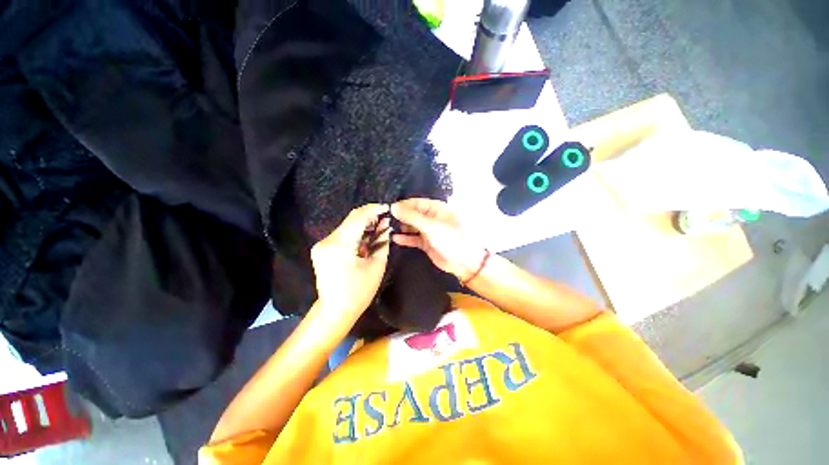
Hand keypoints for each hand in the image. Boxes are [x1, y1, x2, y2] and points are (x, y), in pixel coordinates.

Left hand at [311, 204, 390, 321]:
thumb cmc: (359, 292)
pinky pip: (341, 235)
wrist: (335, 310)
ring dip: (363, 225)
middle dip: (369, 217)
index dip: (373, 209)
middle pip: (351, 220)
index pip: (358, 217)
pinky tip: (365, 239)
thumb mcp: (377, 266)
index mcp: (340, 245)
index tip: (387, 208)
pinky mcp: (321, 249)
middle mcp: (327, 241)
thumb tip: (386, 225)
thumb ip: (382, 242)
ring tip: (378, 230)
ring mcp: (321, 245)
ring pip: (346, 226)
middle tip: (385, 220)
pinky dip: (355, 233)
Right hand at [391, 198, 486, 281]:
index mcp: (436, 209)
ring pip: (412, 226)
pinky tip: (395, 238)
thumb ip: (411, 217)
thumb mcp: (431, 226)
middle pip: (413, 214)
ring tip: (387, 228)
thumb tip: (393, 207)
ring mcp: (429, 231)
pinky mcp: (427, 243)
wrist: (464, 262)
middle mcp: (431, 218)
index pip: (416, 203)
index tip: (388, 209)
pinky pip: (413, 238)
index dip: (402, 205)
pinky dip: (405, 238)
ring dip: (401, 227)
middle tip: (385, 220)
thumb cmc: (451, 239)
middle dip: (400, 217)